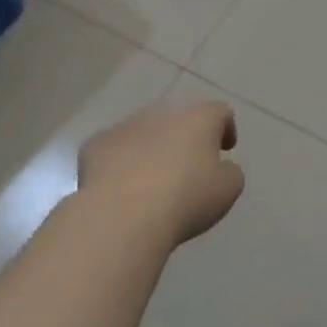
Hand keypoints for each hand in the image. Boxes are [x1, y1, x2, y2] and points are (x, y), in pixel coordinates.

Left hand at [77, 101, 244, 249]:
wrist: (122, 215)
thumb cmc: (185, 199)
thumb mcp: (227, 190)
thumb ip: (230, 172)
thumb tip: (221, 168)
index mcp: (198, 119)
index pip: (219, 112)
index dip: (225, 128)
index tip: (225, 149)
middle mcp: (162, 113)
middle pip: (179, 118)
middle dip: (185, 137)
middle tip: (188, 166)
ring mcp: (126, 126)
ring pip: (144, 131)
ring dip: (151, 148)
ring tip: (152, 180)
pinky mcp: (96, 145)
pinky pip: (114, 149)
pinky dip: (120, 162)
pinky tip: (120, 187)